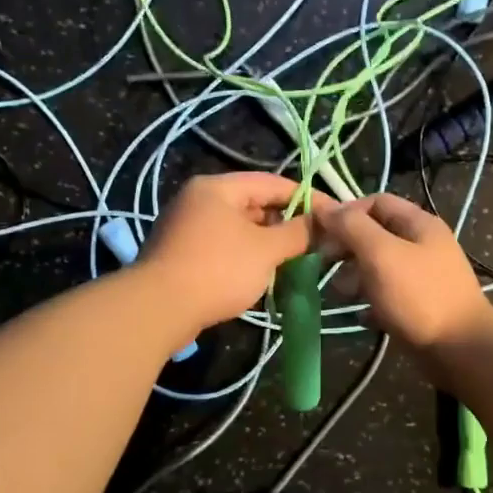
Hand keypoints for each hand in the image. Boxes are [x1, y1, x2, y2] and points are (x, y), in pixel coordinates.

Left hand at [140, 174, 330, 333]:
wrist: (158, 309)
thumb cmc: (218, 270)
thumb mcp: (266, 250)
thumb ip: (298, 233)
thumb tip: (324, 223)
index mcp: (218, 188)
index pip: (272, 182)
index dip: (306, 198)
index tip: (333, 216)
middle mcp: (199, 200)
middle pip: (254, 204)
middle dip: (286, 224)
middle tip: (315, 243)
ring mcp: (186, 227)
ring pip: (239, 229)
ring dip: (267, 244)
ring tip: (294, 262)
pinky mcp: (181, 254)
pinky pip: (223, 248)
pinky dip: (245, 257)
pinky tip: (263, 276)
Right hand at [316, 193, 492, 350]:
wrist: (461, 350)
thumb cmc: (419, 296)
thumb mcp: (381, 254)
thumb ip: (352, 227)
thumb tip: (325, 209)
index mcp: (418, 224)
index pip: (375, 202)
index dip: (346, 213)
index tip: (321, 234)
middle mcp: (422, 245)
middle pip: (375, 235)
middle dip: (347, 248)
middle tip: (325, 266)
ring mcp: (422, 277)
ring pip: (378, 267)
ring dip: (355, 277)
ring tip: (342, 294)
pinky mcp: (419, 306)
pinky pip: (386, 297)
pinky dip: (370, 303)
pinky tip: (360, 315)